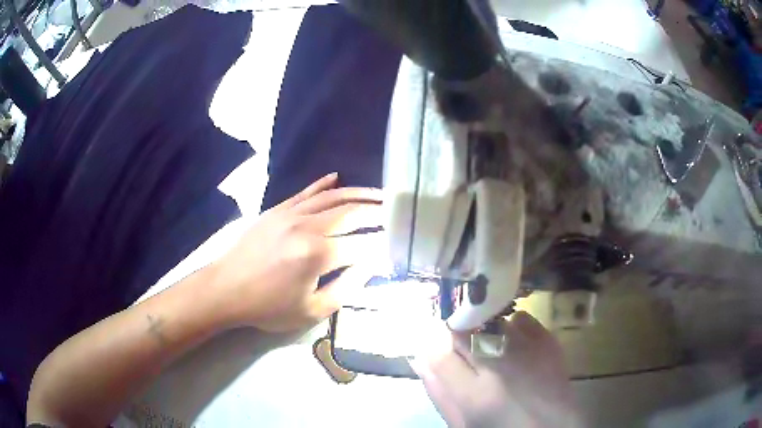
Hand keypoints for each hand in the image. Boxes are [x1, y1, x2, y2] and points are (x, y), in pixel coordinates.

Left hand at [211, 173, 383, 331]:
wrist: (226, 289)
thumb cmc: (268, 307)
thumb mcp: (312, 311)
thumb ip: (347, 288)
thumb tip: (370, 266)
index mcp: (318, 255)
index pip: (363, 246)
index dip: (383, 247)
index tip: (398, 246)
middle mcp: (308, 226)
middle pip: (352, 212)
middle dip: (379, 211)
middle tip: (397, 211)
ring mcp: (291, 213)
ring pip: (333, 196)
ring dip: (359, 193)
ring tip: (379, 194)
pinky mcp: (278, 209)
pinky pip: (306, 191)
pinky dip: (323, 184)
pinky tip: (337, 176)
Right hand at [411, 312, 579, 427]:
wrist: (553, 426)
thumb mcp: (462, 423)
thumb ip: (439, 393)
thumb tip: (420, 359)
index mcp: (474, 395)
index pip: (439, 353)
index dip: (434, 347)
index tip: (439, 350)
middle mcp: (500, 366)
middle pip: (463, 332)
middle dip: (458, 337)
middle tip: (466, 352)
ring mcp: (527, 349)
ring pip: (490, 321)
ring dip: (484, 332)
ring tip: (492, 349)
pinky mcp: (548, 340)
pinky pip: (520, 318)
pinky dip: (512, 326)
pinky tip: (514, 344)